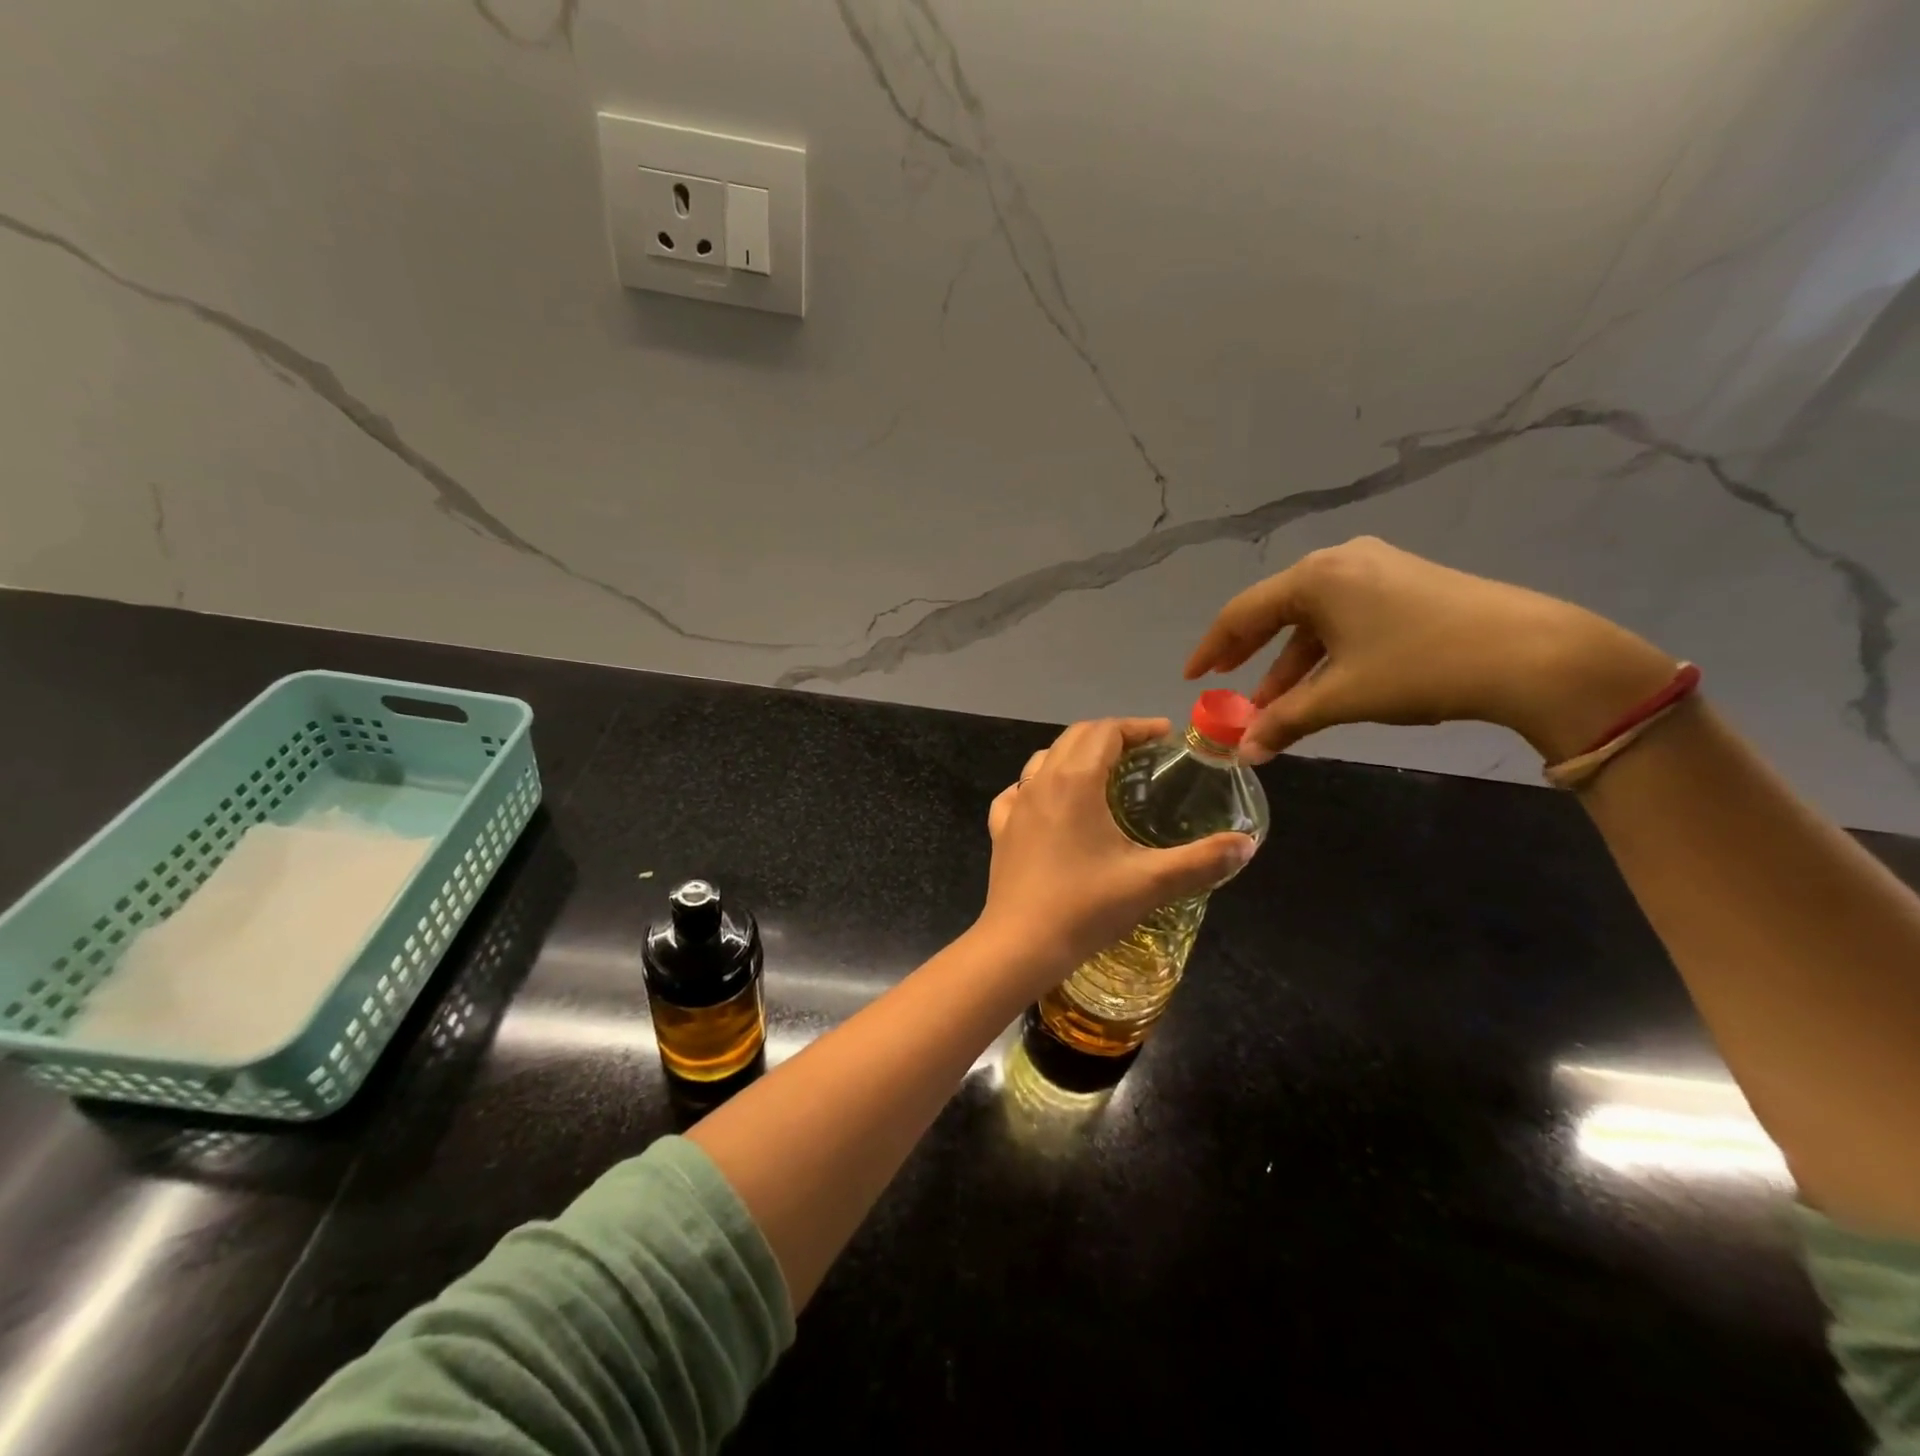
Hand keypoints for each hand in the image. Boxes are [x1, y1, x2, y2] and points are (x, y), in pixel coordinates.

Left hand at [976, 718, 1256, 983]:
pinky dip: (1038, 786)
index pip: (1106, 731)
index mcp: (1076, 781)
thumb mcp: (1151, 883)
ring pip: (1044, 760)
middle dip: (1111, 735)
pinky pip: (1017, 793)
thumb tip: (1246, 844)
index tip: (1167, 737)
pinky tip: (1050, 804)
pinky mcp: (1001, 831)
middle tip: (1144, 753)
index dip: (1138, 727)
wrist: (1020, 945)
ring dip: (1075, 755)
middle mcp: (1041, 782)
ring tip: (1103, 774)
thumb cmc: (1085, 907)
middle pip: (1075, 737)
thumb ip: (1202, 860)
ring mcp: (1015, 806)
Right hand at [1185, 537, 1676, 763]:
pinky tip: (1322, 683)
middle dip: (1249, 654)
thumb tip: (1245, 753)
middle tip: (1224, 683)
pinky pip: (1345, 618)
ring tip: (1275, 703)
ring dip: (1289, 662)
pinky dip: (1324, 653)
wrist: (1534, 654)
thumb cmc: (1420, 666)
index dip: (1212, 648)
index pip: (1242, 613)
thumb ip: (1285, 721)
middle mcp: (1341, 561)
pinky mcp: (1407, 585)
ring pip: (1313, 618)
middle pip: (1275, 609)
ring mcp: (1378, 569)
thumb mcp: (1342, 696)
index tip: (1192, 678)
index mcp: (1315, 577)